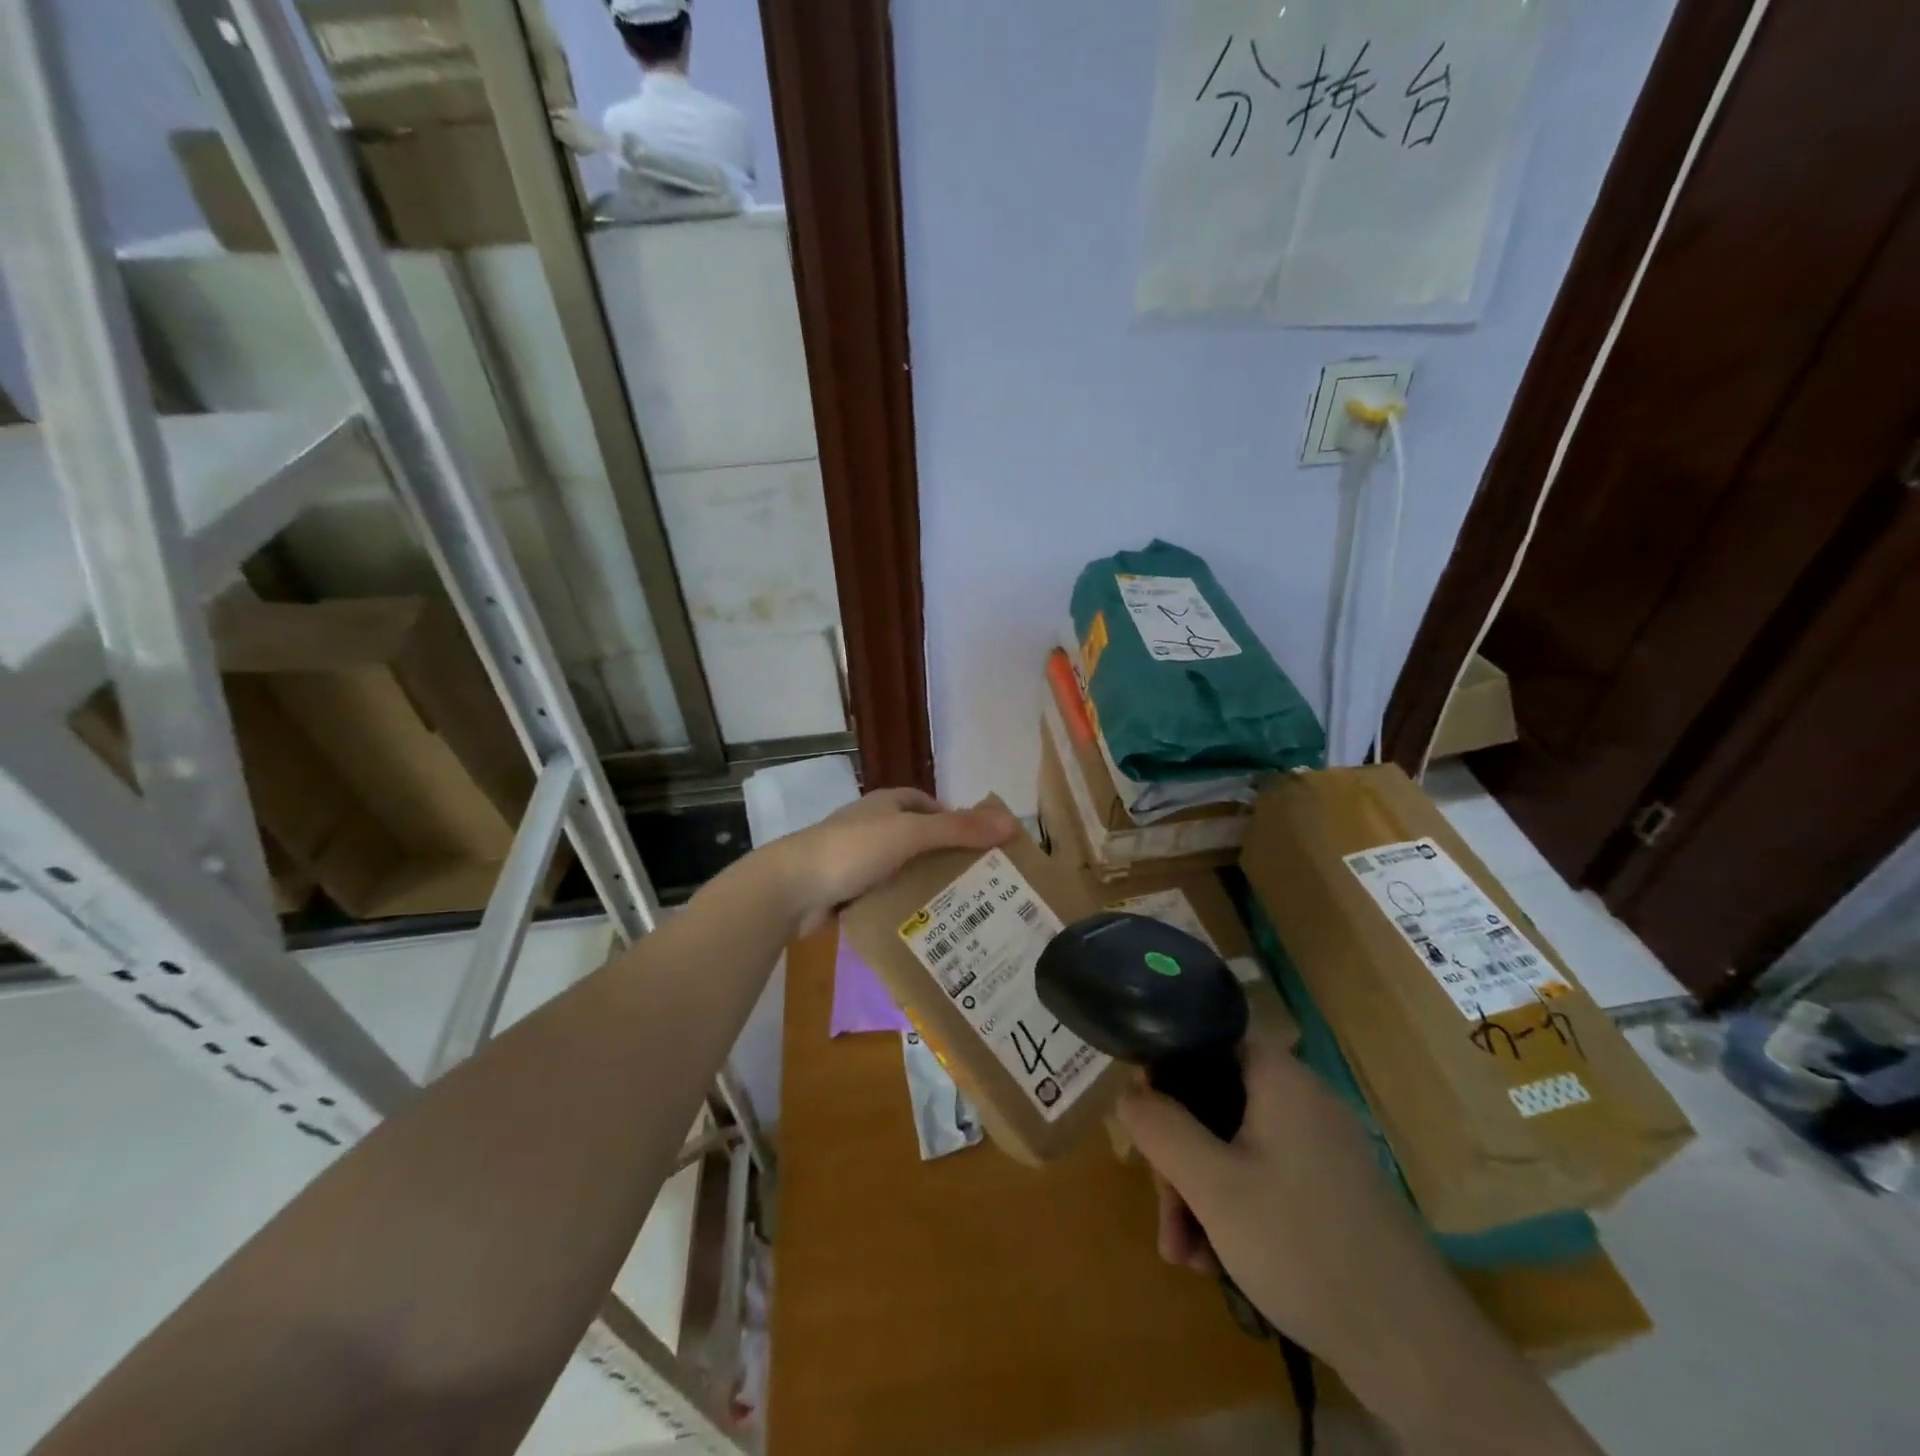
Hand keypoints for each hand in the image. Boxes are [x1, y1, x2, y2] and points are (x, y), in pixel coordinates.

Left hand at [772, 788, 1016, 936]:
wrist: (791, 887)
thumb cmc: (853, 849)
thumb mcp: (911, 833)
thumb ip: (959, 829)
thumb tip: (1011, 822)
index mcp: (888, 804)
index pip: (931, 806)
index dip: (957, 822)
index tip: (983, 849)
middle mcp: (874, 826)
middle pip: (920, 839)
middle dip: (946, 858)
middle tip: (980, 886)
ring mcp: (858, 859)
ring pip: (903, 870)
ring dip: (926, 885)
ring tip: (962, 911)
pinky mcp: (847, 890)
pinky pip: (885, 895)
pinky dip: (902, 906)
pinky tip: (925, 926)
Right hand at [1117, 1010, 1455, 1377]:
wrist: (1413, 1350)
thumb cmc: (1302, 1246)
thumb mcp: (1212, 1185)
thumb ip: (1161, 1127)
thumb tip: (1128, 1090)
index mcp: (1278, 1078)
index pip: (1208, 1039)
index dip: (1166, 1069)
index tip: (1141, 1118)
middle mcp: (1300, 1100)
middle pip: (1214, 1102)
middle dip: (1178, 1158)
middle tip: (1165, 1215)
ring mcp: (1318, 1147)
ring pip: (1233, 1147)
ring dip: (1199, 1194)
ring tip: (1185, 1255)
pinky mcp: (1329, 1191)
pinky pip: (1262, 1177)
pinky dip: (1232, 1210)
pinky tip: (1216, 1263)